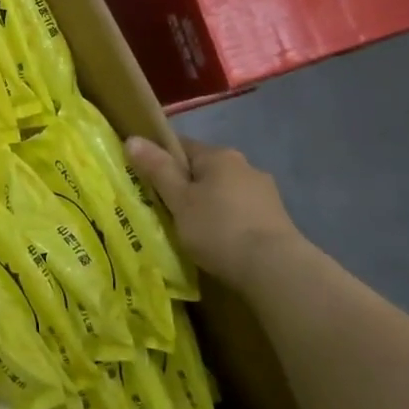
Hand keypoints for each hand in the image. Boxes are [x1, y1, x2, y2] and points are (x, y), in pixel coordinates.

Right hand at [125, 136, 303, 288]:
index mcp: (219, 155)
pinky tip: (220, 241)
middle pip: (204, 169)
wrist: (275, 269)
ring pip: (224, 191)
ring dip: (208, 204)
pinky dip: (227, 220)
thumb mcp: (179, 200)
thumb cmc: (218, 229)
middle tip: (165, 210)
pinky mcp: (277, 218)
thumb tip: (132, 138)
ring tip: (193, 231)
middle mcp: (245, 165)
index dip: (160, 160)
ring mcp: (265, 192)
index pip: (181, 146)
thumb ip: (156, 169)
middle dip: (185, 186)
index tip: (146, 182)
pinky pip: (240, 211)